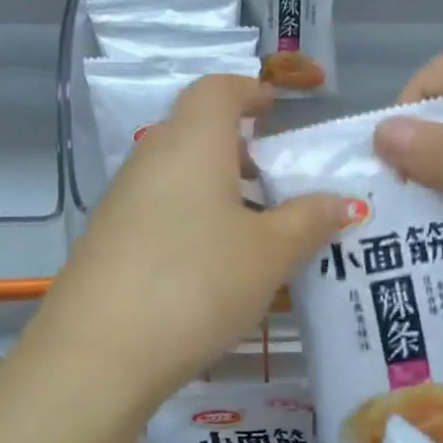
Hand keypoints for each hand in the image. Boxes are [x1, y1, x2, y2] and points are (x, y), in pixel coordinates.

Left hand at [36, 76, 346, 410]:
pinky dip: (189, 219)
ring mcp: (121, 202)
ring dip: (213, 188)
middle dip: (235, 146)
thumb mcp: (269, 254)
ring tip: (250, 227)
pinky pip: (157, 211)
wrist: (100, 352)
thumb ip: (309, 221)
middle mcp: (151, 160)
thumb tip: (343, 202)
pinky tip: (209, 264)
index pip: (216, 90)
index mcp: (192, 144)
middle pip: (193, 132)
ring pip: (175, 175)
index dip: (248, 91)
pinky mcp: (106, 241)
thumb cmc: (198, 283)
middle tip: (272, 177)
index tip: (273, 108)